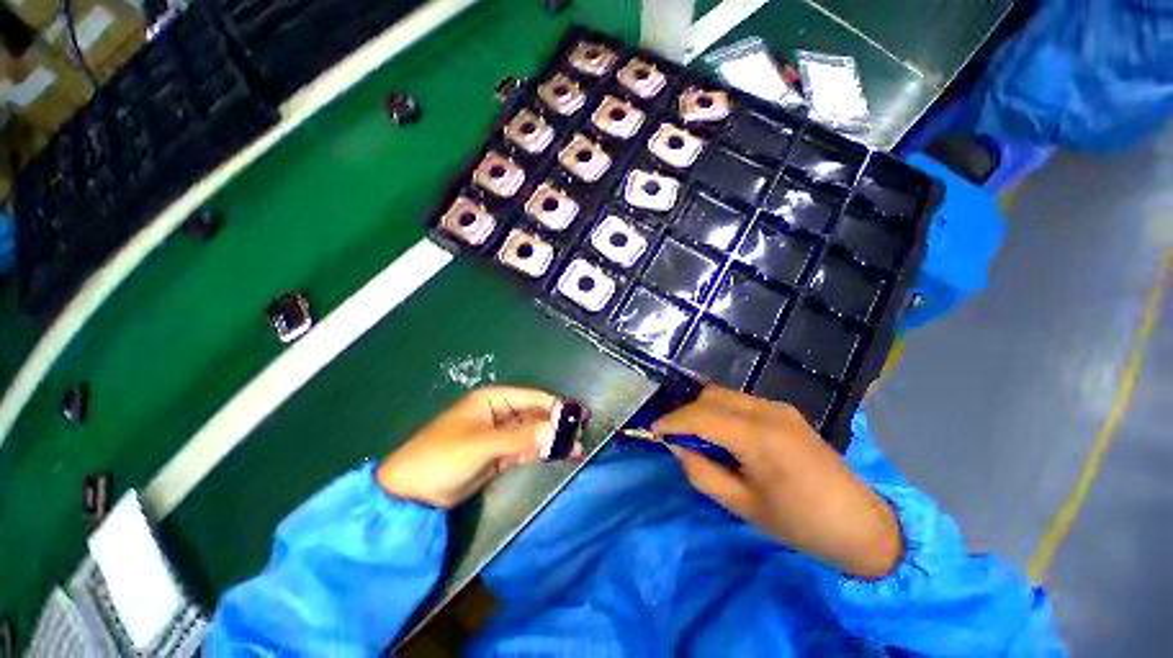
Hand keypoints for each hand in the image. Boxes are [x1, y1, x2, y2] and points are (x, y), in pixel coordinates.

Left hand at [376, 386, 579, 508]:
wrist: (411, 493)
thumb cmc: (443, 457)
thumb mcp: (482, 445)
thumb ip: (520, 438)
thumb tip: (555, 432)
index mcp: (493, 400)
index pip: (532, 398)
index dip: (556, 405)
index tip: (579, 414)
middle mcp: (500, 413)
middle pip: (535, 415)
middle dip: (557, 424)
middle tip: (582, 434)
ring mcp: (500, 435)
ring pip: (533, 433)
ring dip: (553, 440)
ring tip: (577, 448)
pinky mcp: (500, 455)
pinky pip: (526, 449)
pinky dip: (542, 452)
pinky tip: (559, 455)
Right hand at [653, 386, 902, 578]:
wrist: (862, 524)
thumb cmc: (800, 524)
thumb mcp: (742, 506)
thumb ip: (702, 472)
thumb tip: (678, 447)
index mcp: (759, 437)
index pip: (701, 415)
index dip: (672, 420)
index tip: (653, 430)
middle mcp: (768, 411)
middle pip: (711, 396)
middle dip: (685, 412)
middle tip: (674, 436)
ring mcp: (779, 407)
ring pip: (724, 395)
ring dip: (703, 410)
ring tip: (696, 436)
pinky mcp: (785, 411)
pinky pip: (741, 402)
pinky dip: (721, 411)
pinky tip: (723, 434)